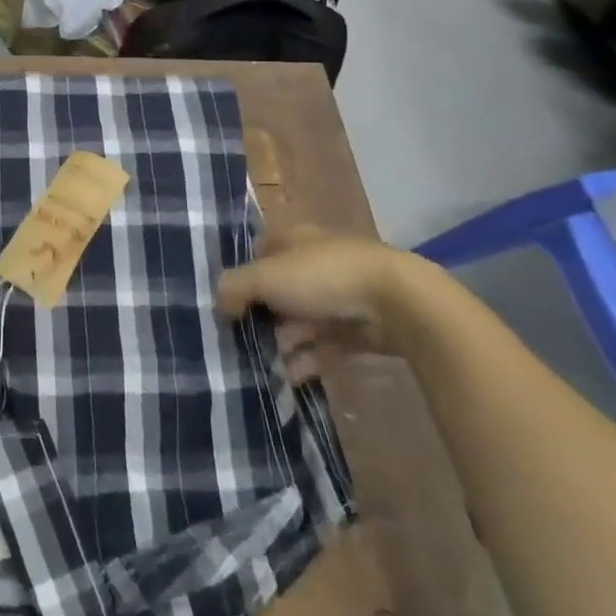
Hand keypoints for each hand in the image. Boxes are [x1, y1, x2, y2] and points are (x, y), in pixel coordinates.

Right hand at [215, 225, 424, 383]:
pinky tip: (293, 377)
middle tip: (245, 340)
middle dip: (262, 317)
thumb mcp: (266, 277)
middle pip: (277, 290)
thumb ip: (234, 288)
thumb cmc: (324, 276)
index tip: (227, 303)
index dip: (242, 276)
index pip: (258, 252)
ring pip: (300, 320)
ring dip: (283, 343)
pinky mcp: (357, 326)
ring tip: (268, 365)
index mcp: (293, 238)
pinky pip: (324, 344)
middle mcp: (313, 261)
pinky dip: (307, 360)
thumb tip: (217, 304)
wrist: (398, 302)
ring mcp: (337, 294)